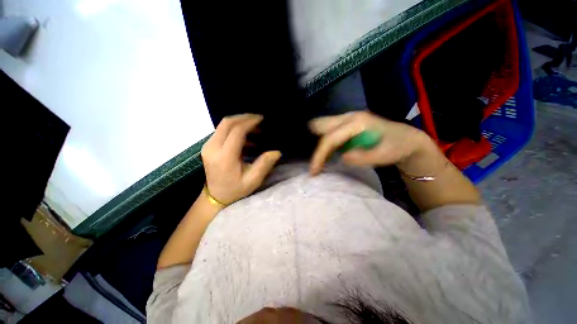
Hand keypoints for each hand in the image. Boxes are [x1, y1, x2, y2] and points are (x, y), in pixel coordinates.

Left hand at [202, 114, 281, 204]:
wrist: (215, 196)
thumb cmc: (235, 190)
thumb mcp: (252, 180)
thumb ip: (264, 165)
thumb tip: (276, 152)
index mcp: (224, 157)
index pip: (236, 131)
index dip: (249, 122)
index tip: (261, 119)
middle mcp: (213, 148)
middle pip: (227, 123)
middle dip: (244, 118)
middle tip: (258, 119)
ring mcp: (208, 146)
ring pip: (223, 125)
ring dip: (240, 123)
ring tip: (255, 129)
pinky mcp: (208, 146)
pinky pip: (222, 132)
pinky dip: (235, 130)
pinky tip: (247, 138)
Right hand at [309, 111, 432, 174]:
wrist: (407, 140)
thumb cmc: (398, 147)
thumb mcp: (386, 155)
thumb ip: (364, 157)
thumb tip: (342, 157)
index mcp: (357, 122)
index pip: (330, 137)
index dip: (320, 154)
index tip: (314, 171)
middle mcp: (349, 117)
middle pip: (321, 126)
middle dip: (315, 145)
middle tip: (316, 163)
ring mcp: (347, 119)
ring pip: (323, 128)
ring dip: (320, 145)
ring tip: (320, 162)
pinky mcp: (347, 125)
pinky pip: (329, 132)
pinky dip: (325, 144)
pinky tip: (328, 156)